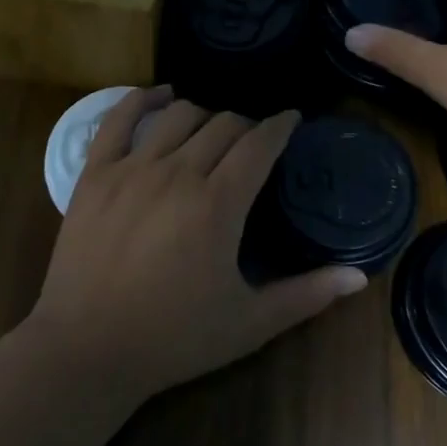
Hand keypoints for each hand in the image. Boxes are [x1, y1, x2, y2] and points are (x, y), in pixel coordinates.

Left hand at [23, 87, 367, 404]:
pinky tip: (159, 95)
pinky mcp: (94, 173)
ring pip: (178, 115)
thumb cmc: (173, 338)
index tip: (292, 119)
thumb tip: (360, 275)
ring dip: (204, 114)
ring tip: (212, 129)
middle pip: (223, 125)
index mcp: (218, 204)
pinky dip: (142, 98)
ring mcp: (132, 168)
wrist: (86, 350)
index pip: (259, 144)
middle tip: (253, 142)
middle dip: (247, 126)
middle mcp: (177, 172)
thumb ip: (307, 295)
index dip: (280, 126)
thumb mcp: (249, 323)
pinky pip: (118, 117)